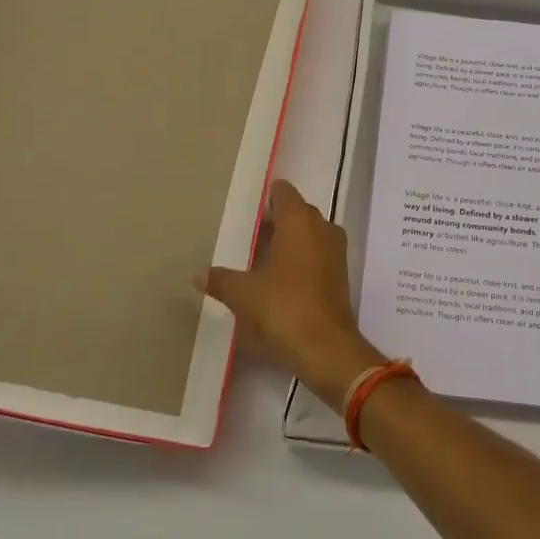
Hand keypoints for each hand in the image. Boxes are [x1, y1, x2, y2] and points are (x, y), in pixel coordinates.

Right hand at [199, 180, 384, 411]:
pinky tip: (280, 278)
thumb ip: (221, 279)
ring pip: (309, 233)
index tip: (248, 212)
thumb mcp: (243, 293)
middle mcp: (322, 226)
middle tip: (248, 238)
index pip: (284, 192)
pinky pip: (317, 253)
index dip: (267, 198)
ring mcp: (335, 250)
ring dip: (288, 241)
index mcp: (299, 220)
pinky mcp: (341, 273)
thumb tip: (199, 275)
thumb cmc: (283, 307)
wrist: (326, 346)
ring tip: (260, 260)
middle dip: (275, 221)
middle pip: (297, 212)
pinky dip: (301, 258)